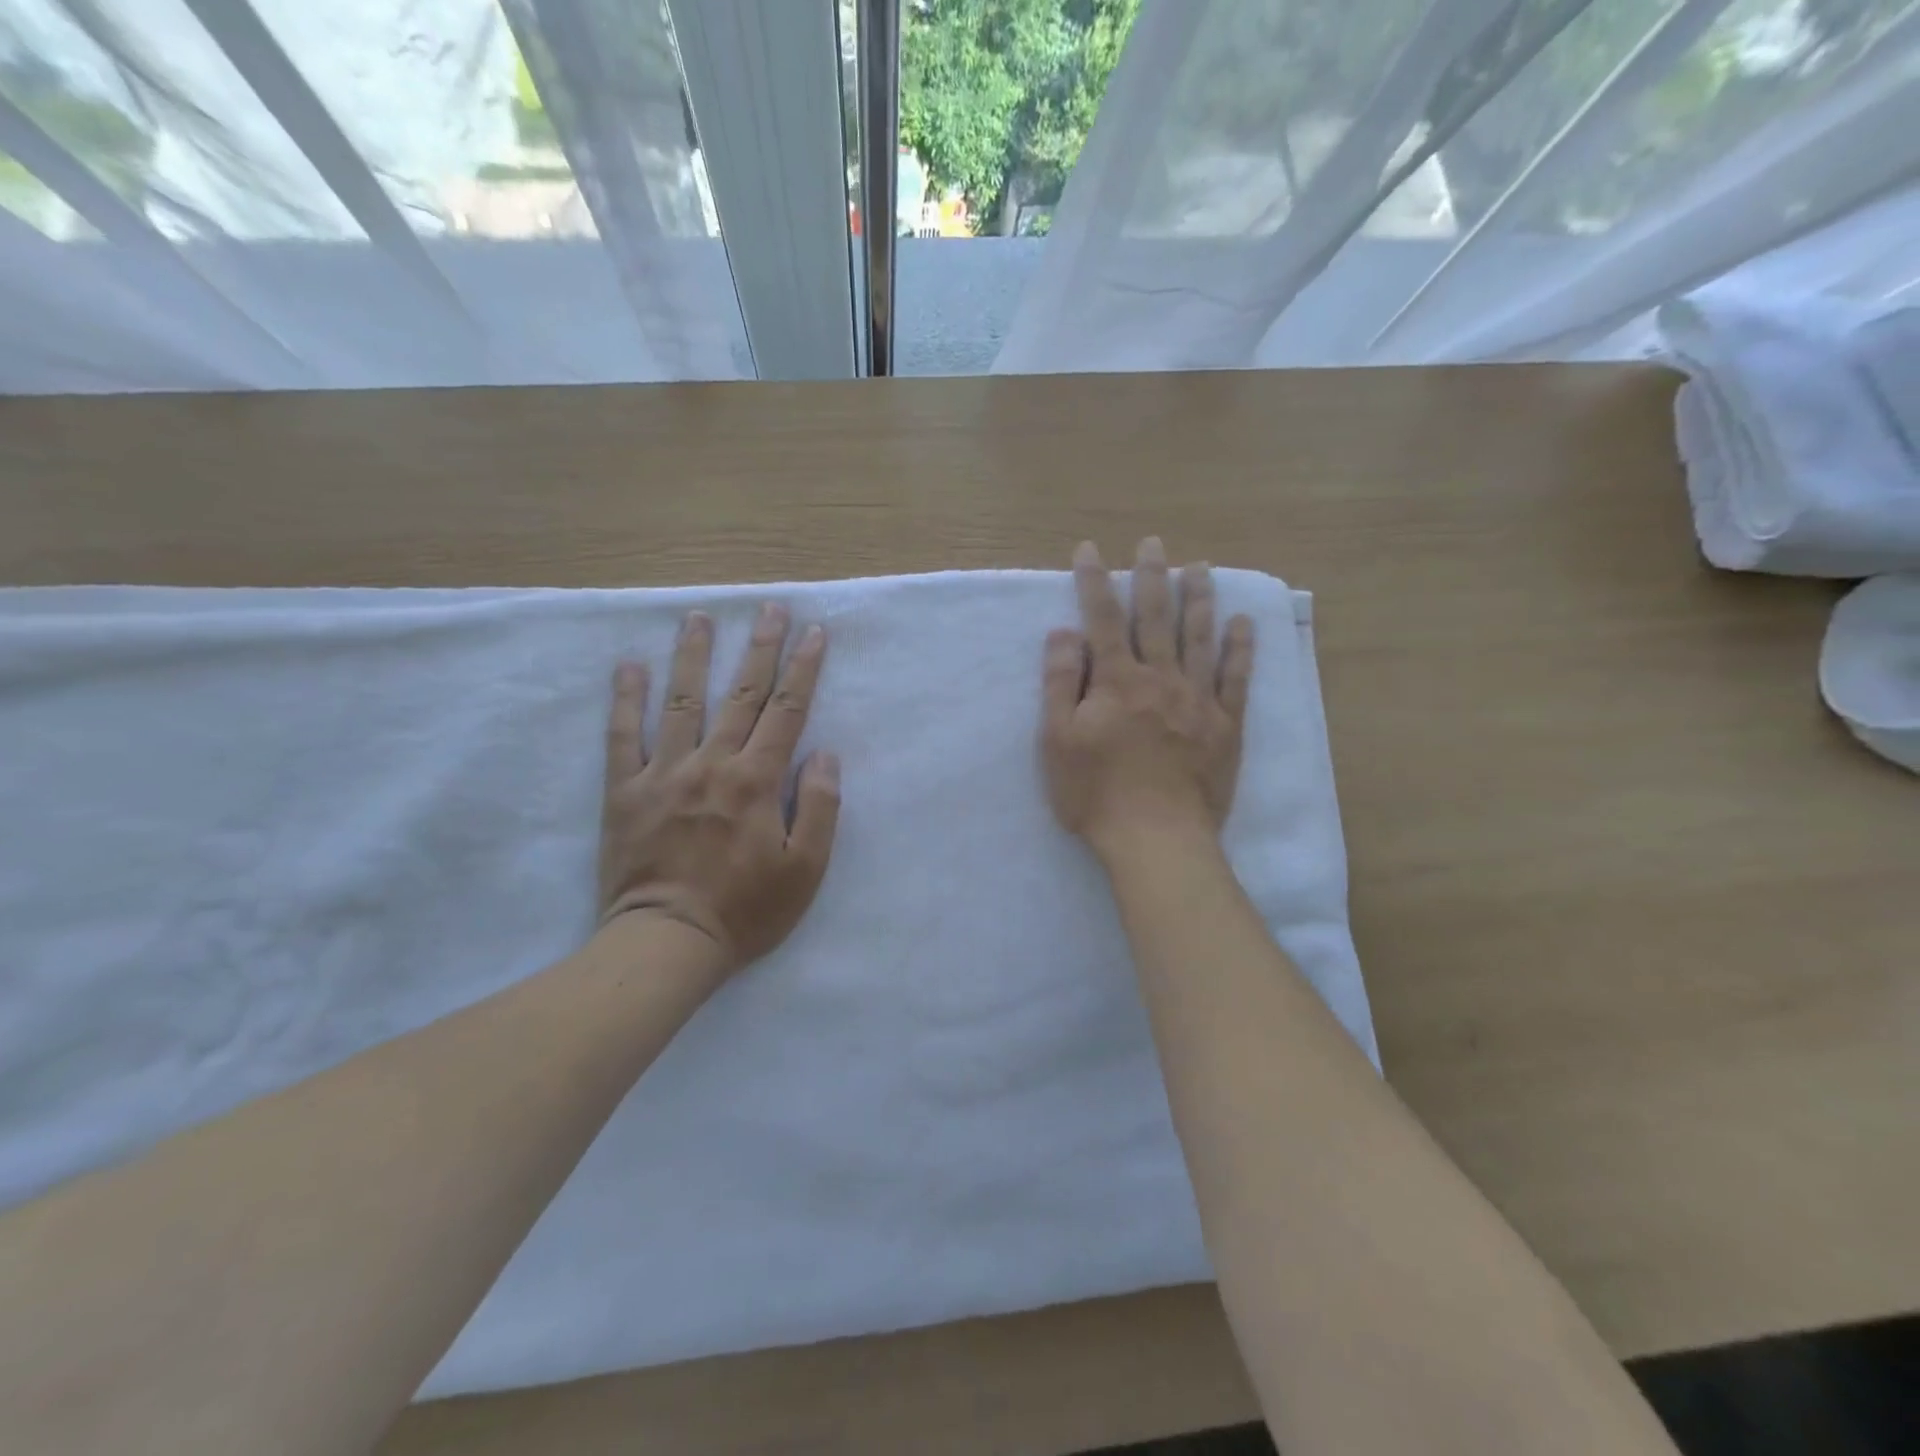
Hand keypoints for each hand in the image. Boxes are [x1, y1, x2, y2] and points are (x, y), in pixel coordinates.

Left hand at [598, 604, 840, 972]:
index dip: (803, 669)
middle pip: (741, 694)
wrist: (667, 942)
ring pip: (682, 701)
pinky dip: (627, 699)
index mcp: (756, 781)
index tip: (814, 632)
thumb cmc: (745, 911)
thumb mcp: (805, 870)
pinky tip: (630, 666)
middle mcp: (712, 764)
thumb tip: (825, 754)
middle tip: (770, 607)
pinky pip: (623, 736)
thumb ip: (820, 807)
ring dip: (693, 656)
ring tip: (699, 617)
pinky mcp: (625, 791)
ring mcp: (664, 773)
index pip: (787, 712)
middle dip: (760, 647)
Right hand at [1042, 538, 1253, 861]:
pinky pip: (1236, 678)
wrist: (1157, 839)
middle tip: (1153, 542)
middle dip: (1151, 576)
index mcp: (1117, 681)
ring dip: (1199, 598)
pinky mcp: (1226, 726)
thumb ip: (1061, 683)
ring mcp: (1198, 700)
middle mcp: (1160, 678)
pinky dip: (1241, 648)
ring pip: (1200, 637)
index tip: (1089, 550)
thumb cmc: (1096, 794)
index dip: (1094, 581)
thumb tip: (1064, 632)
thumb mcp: (1058, 741)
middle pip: (1156, 617)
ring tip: (1200, 567)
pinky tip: (1244, 623)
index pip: (1102, 619)